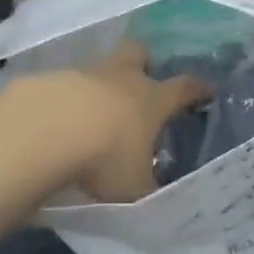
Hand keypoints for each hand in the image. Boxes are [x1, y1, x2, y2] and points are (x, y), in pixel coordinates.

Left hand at [48, 42, 209, 202]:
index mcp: (152, 99)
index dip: (198, 88)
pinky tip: (59, 123)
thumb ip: (148, 191)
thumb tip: (161, 200)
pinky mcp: (52, 79)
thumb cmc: (105, 157)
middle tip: (141, 81)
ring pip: (101, 67)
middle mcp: (123, 78)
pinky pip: (66, 85)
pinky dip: (67, 100)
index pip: (184, 87)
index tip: (207, 89)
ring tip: (94, 115)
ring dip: (101, 85)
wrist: (46, 131)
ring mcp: (86, 74)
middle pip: (139, 53)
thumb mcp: (135, 188)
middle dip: (143, 62)